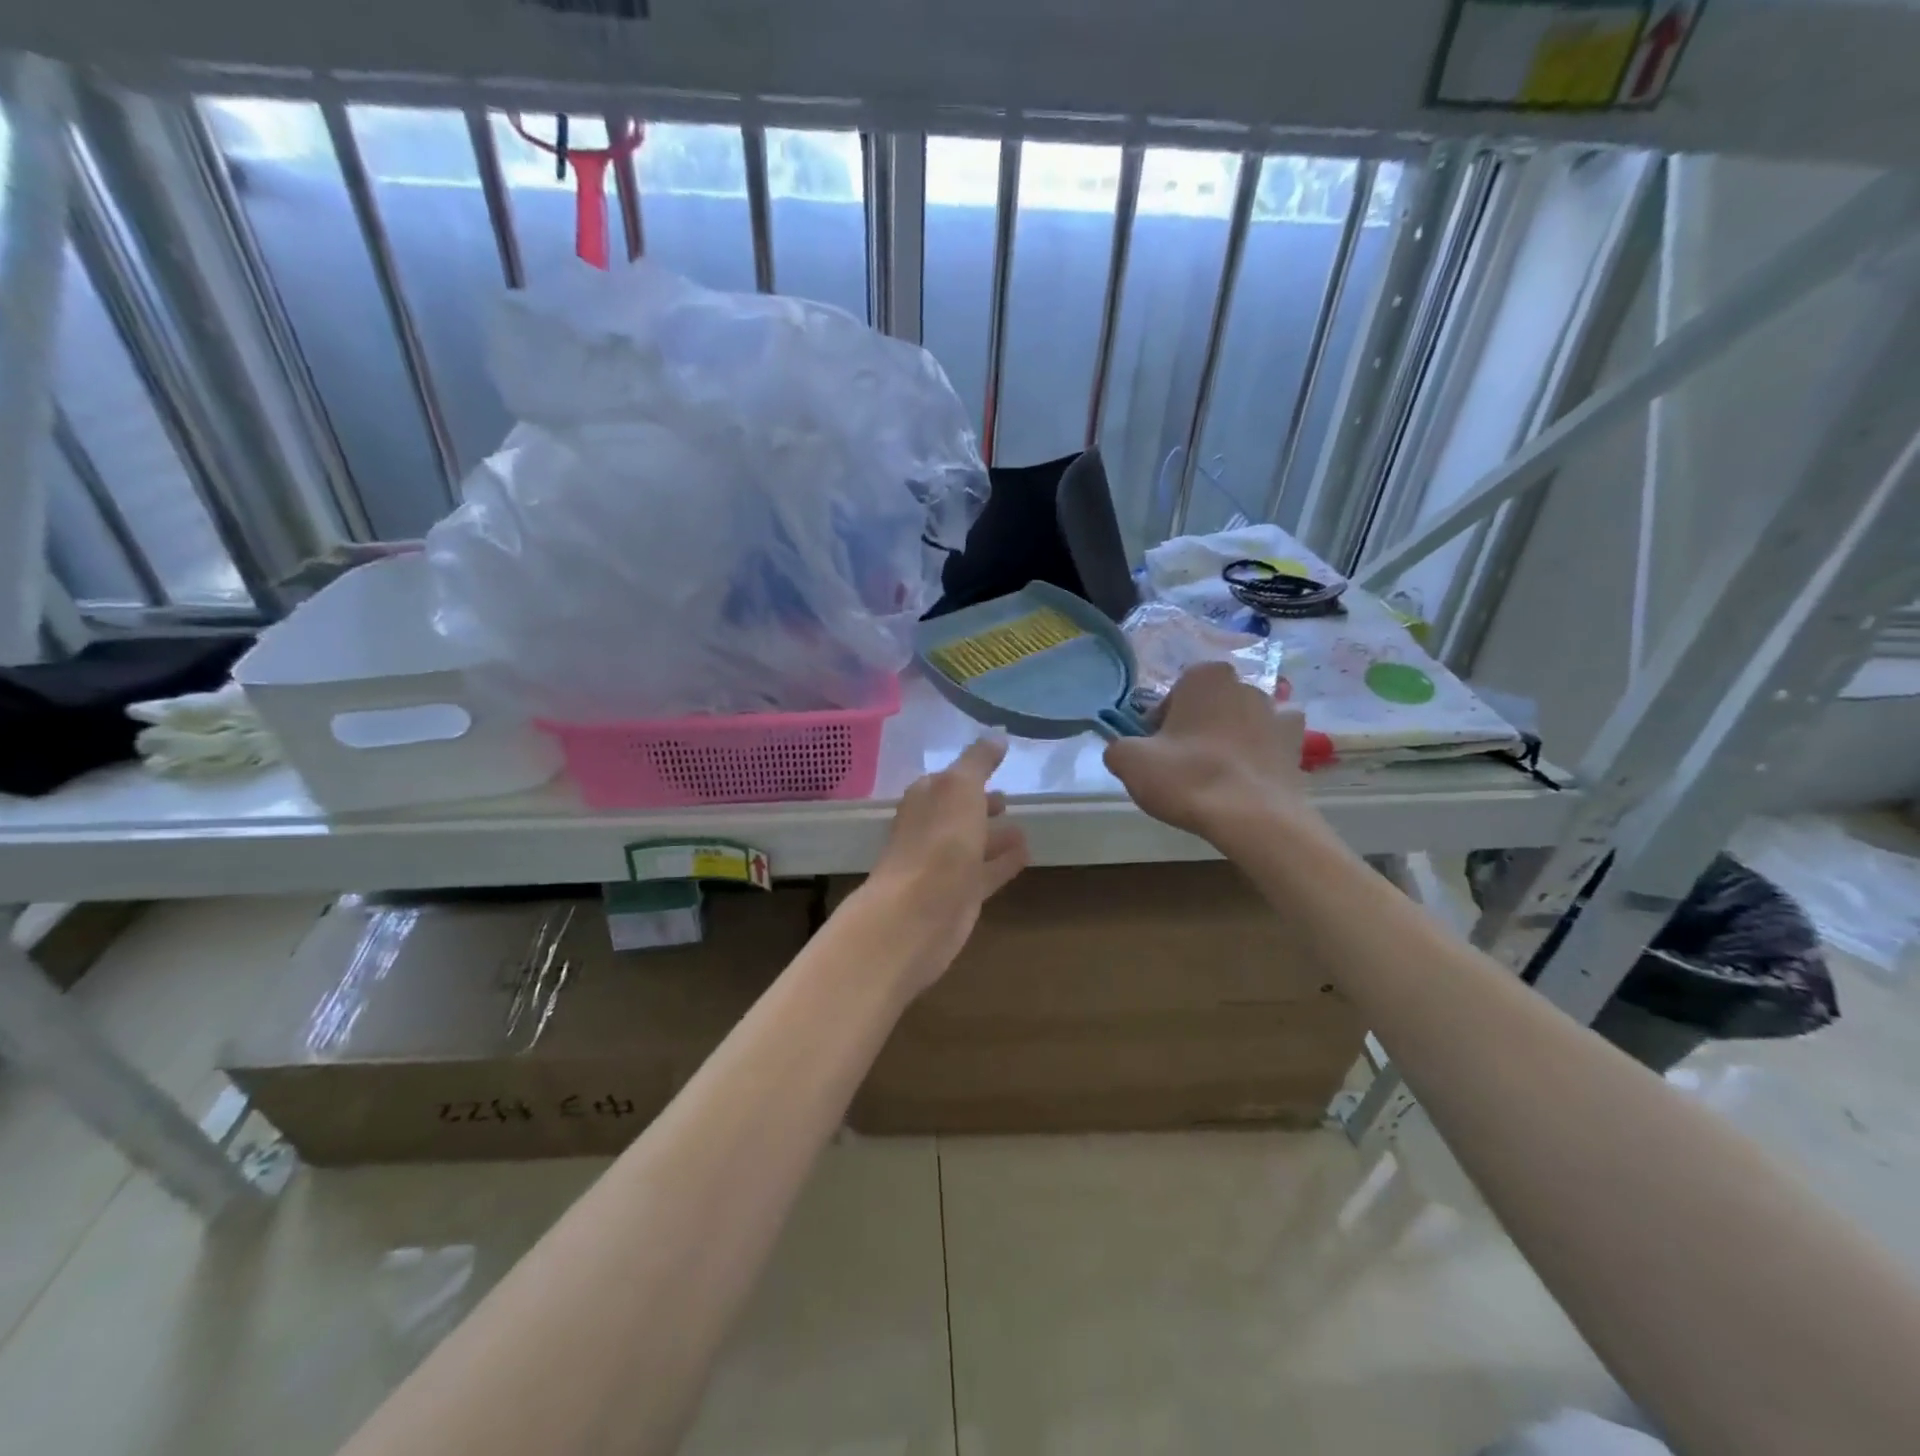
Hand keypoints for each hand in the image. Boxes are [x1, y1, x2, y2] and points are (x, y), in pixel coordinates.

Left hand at [861, 738, 1029, 995]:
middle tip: (1008, 799)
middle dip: (980, 805)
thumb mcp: (961, 787)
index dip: (969, 773)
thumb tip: (996, 736)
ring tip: (1024, 829)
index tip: (995, 766)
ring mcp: (943, 864)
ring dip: (994, 835)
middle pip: (958, 812)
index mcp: (925, 799)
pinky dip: (1003, 862)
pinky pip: (985, 872)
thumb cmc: (939, 841)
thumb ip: (978, 761)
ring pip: (972, 843)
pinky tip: (1027, 855)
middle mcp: (930, 829)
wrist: (918, 912)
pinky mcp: (959, 895)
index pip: (946, 779)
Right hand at [1103, 662, 1315, 841]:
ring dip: (1228, 740)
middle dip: (1196, 728)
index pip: (1172, 696)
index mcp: (1204, 676)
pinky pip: (1270, 743)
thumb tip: (1125, 751)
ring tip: (1215, 778)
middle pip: (1208, 707)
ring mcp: (1277, 712)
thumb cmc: (1187, 778)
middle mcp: (1245, 684)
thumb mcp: (1128, 761)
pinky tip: (1246, 780)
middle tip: (1182, 765)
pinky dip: (1259, 755)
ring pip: (1240, 723)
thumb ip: (1118, 747)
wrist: (1253, 818)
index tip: (1155, 751)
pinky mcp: (1298, 744)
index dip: (1159, 725)